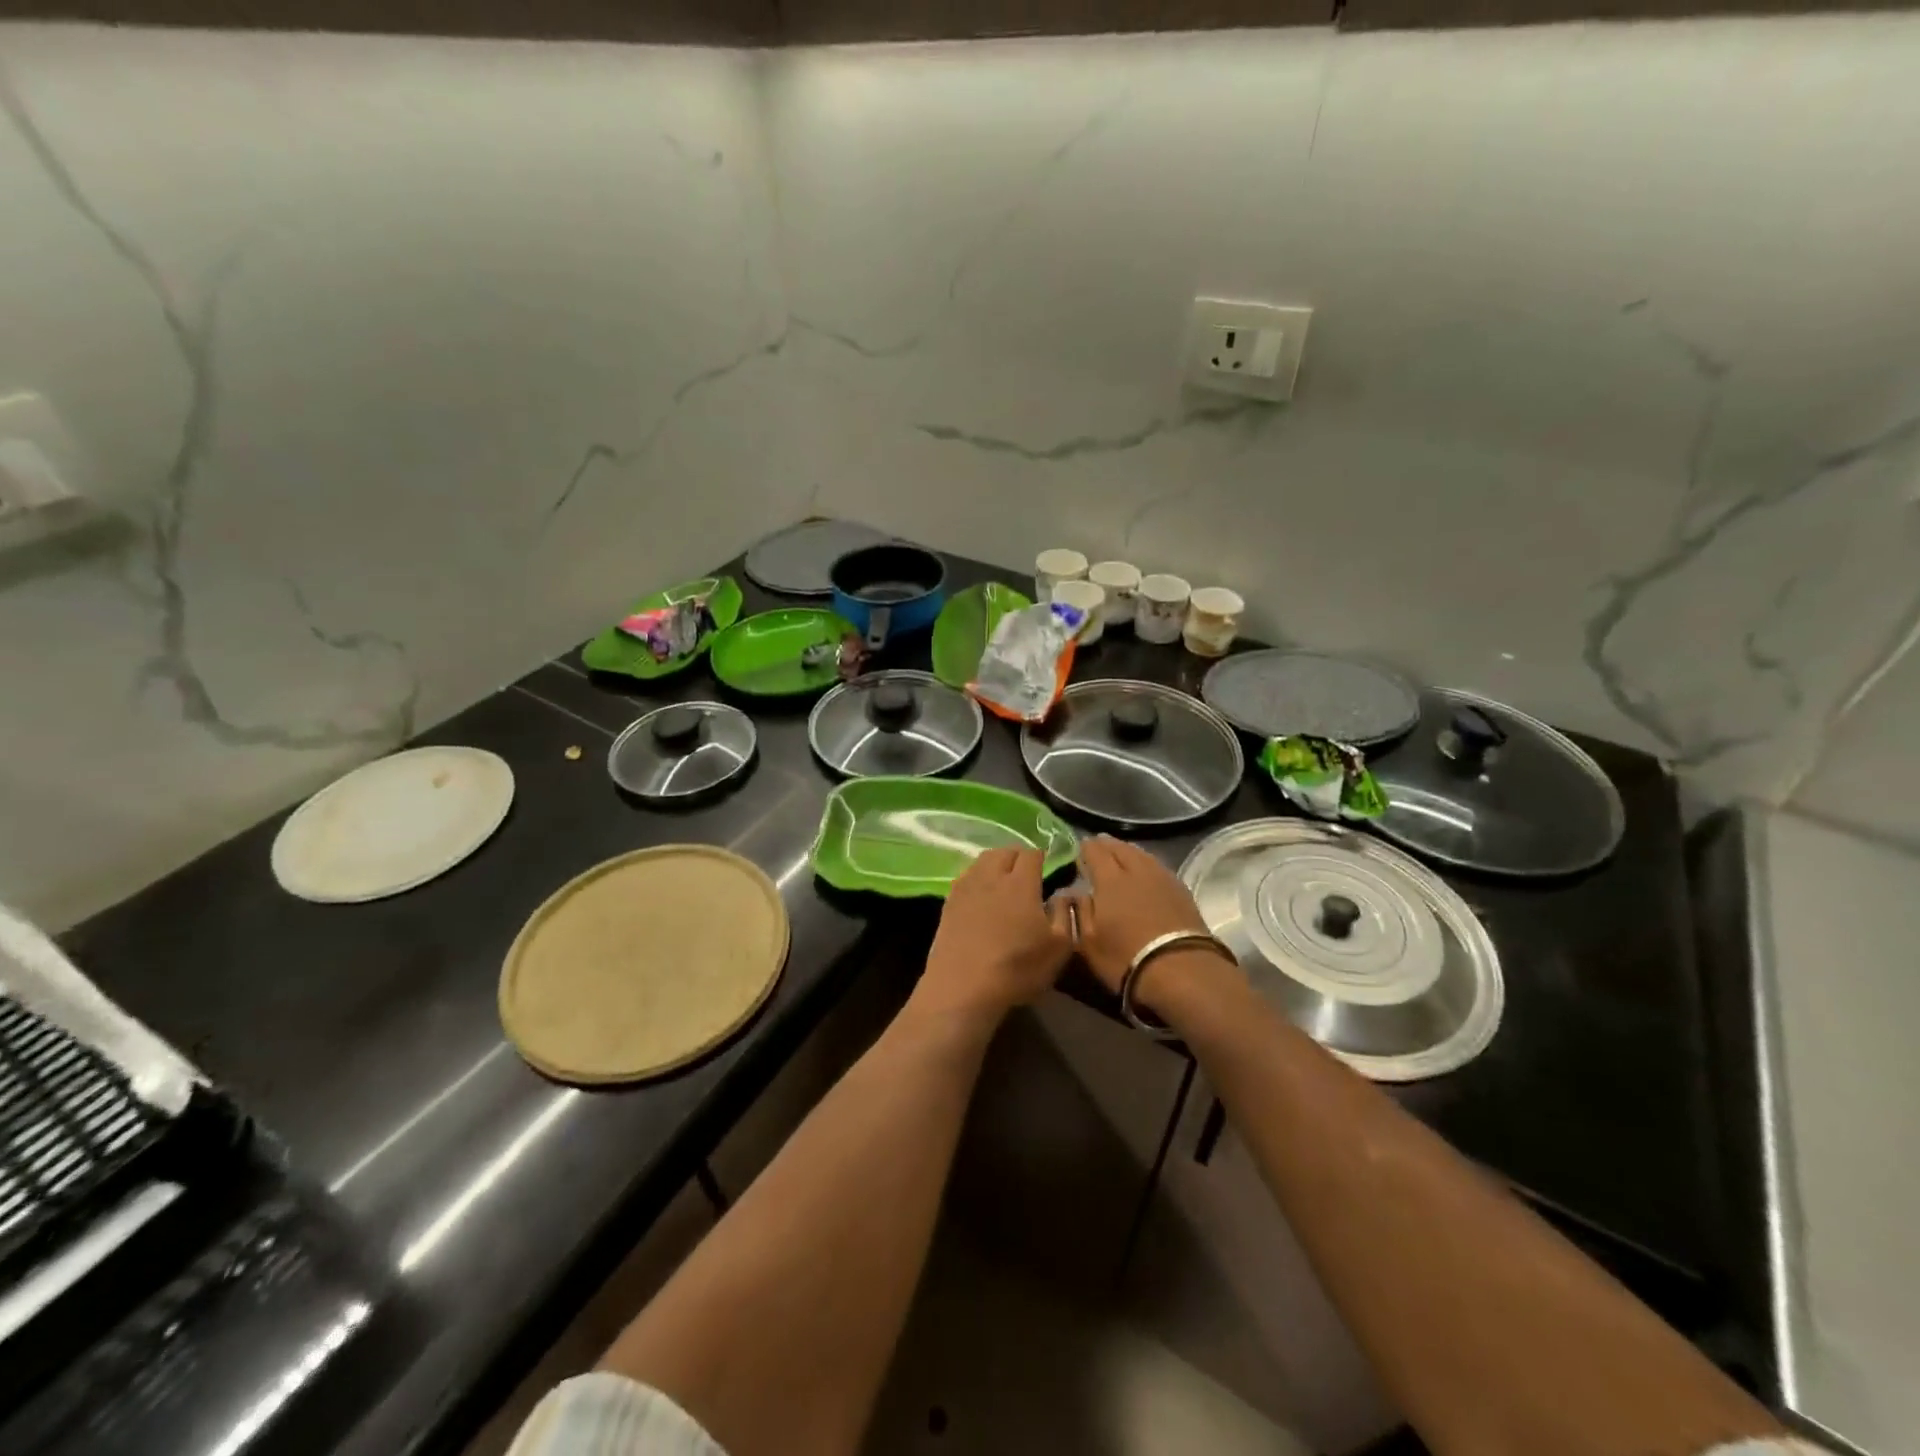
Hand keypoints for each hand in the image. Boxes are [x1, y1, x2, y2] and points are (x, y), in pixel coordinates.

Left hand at [916, 848, 1073, 1020]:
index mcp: (1021, 884)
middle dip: (1018, 856)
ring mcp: (967, 887)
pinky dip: (977, 877)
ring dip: (996, 863)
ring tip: (1004, 880)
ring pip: (982, 860)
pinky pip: (966, 876)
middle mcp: (992, 877)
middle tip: (1027, 873)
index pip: (1031, 854)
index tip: (1047, 867)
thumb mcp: (1059, 948)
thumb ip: (1065, 914)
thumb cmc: (1017, 968)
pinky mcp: (949, 901)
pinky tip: (981, 894)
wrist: (963, 986)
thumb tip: (1064, 893)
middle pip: (1005, 851)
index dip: (1041, 857)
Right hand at [1071, 836, 1221, 995]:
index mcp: (1110, 880)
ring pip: (1142, 855)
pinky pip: (1158, 867)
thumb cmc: (1126, 958)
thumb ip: (1080, 912)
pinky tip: (1147, 870)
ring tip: (1121, 852)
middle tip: (1098, 844)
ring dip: (1129, 850)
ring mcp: (1163, 879)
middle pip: (1121, 848)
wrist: (1181, 970)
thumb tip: (1075, 893)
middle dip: (1107, 845)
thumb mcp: (1088, 942)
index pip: (1095, 852)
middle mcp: (1137, 871)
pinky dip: (1147, 863)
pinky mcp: (1182, 891)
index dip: (1086, 847)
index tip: (1080, 847)